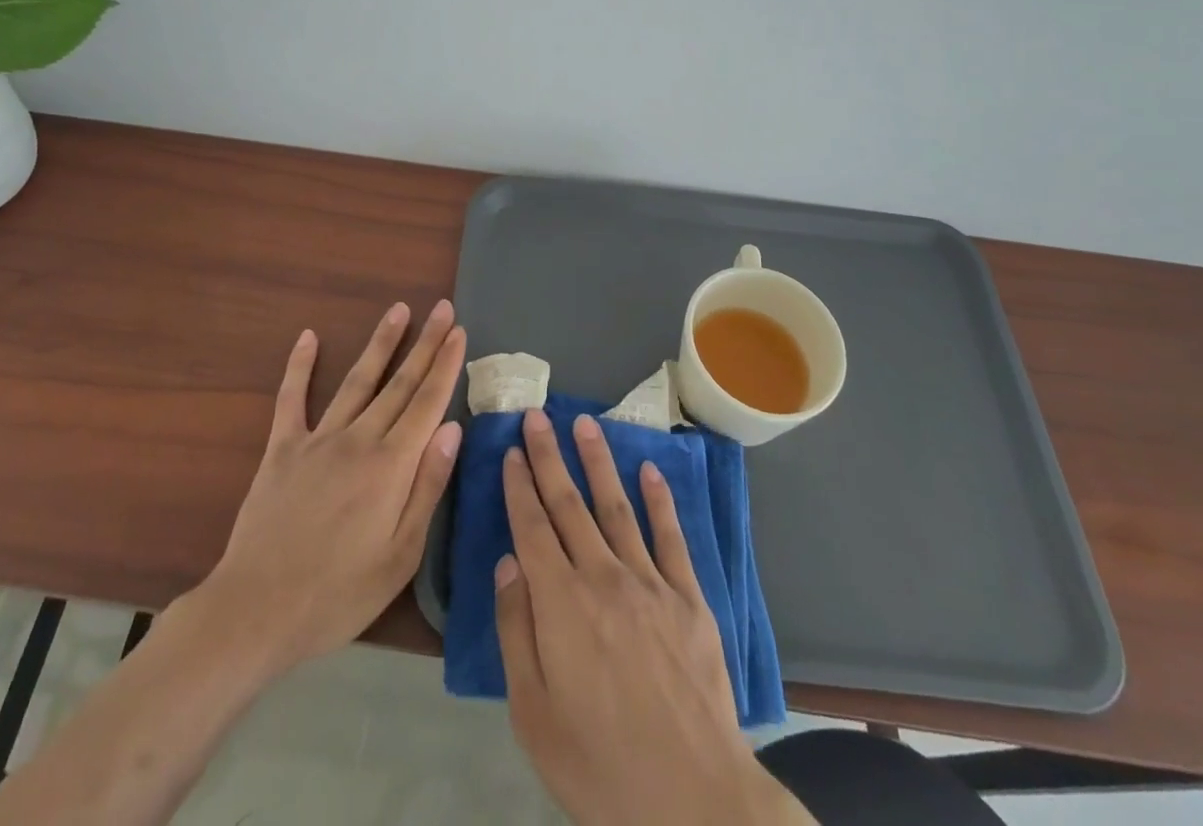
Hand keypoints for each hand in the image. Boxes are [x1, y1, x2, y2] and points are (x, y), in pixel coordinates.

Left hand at [199, 299, 465, 672]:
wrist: (256, 610)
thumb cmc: (338, 593)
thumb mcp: (400, 555)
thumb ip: (428, 487)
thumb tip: (452, 428)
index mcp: (391, 466)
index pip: (427, 402)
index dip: (446, 365)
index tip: (460, 331)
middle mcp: (359, 439)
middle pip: (399, 383)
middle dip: (425, 343)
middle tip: (442, 308)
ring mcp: (318, 439)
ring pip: (357, 380)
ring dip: (380, 343)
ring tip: (399, 310)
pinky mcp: (282, 448)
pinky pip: (292, 398)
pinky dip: (299, 366)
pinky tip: (308, 336)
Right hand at [497, 410, 812, 825]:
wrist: (694, 800)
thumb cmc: (601, 765)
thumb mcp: (534, 714)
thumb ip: (516, 631)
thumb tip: (508, 563)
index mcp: (561, 604)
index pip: (532, 527)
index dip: (519, 486)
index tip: (510, 451)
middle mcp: (603, 577)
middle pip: (569, 504)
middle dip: (549, 457)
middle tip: (537, 416)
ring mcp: (650, 582)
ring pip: (616, 507)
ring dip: (598, 462)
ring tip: (584, 424)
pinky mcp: (689, 598)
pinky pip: (671, 537)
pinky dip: (660, 500)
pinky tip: (650, 471)